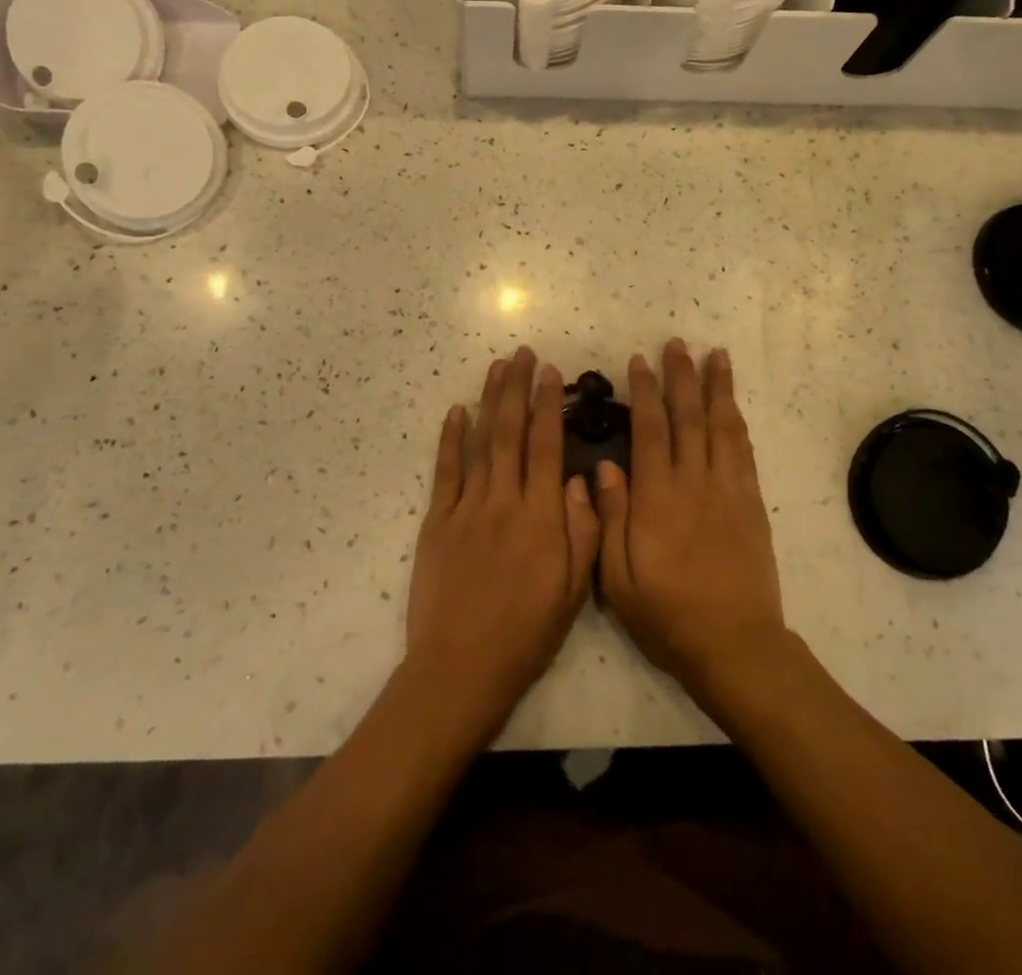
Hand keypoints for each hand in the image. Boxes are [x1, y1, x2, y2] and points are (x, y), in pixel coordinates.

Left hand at [405, 348, 600, 739]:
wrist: (461, 668)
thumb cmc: (526, 633)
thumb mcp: (573, 591)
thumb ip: (583, 530)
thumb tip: (584, 478)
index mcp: (541, 518)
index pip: (546, 447)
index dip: (549, 405)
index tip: (550, 372)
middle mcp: (504, 502)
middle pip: (511, 433)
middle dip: (518, 389)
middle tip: (522, 354)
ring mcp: (466, 509)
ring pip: (480, 442)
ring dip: (488, 401)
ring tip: (497, 367)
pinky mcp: (437, 522)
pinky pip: (445, 471)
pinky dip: (450, 438)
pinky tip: (456, 411)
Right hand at [595, 341, 785, 696]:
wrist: (736, 646)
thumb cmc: (668, 615)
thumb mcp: (619, 578)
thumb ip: (610, 518)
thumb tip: (604, 466)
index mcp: (658, 498)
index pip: (650, 431)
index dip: (644, 393)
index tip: (639, 362)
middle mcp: (695, 483)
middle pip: (688, 417)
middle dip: (681, 377)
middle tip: (677, 343)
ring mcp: (728, 491)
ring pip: (722, 426)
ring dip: (717, 388)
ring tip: (715, 356)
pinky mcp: (751, 504)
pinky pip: (744, 452)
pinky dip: (737, 422)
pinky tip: (733, 406)